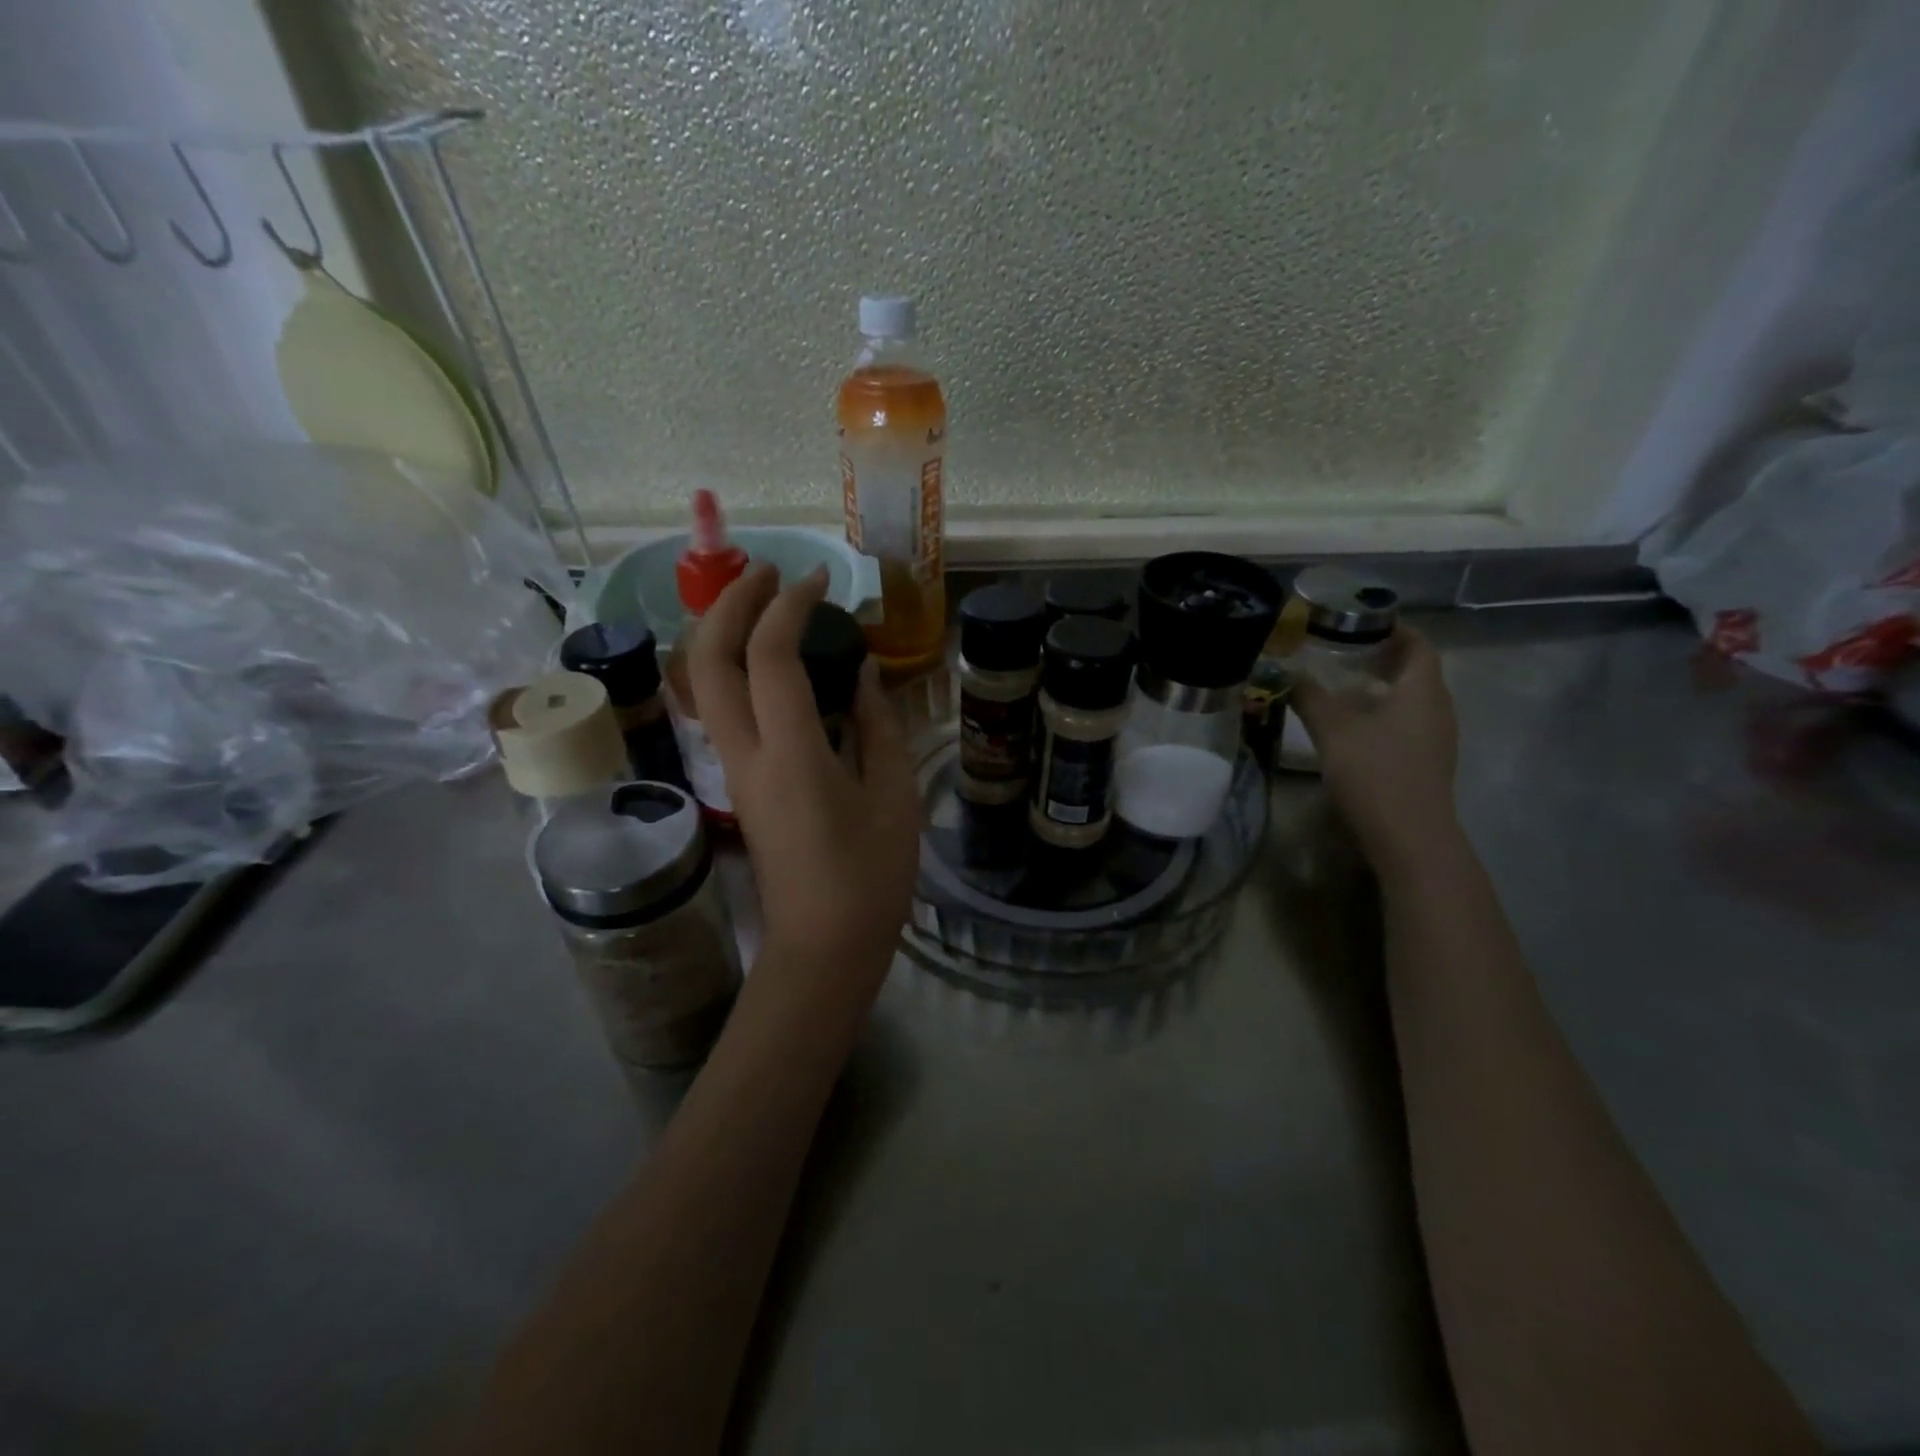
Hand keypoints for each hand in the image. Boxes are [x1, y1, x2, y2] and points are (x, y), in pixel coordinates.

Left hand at [689, 564, 920, 989]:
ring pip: (703, 684)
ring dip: (724, 632)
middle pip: (707, 661)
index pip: (770, 658)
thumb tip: (861, 673)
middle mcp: (746, 755)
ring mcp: (734, 770)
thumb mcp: (892, 796)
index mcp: (791, 755)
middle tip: (768, 572)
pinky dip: (734, 668)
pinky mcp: (738, 784)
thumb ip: (877, 725)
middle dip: (730, 604)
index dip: (789, 606)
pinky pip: (722, 709)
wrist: (822, 947)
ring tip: (763, 603)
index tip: (819, 579)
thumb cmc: (870, 877)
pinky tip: (770, 661)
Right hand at [1290, 626, 1460, 876]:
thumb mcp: (1333, 729)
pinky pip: (1406, 724)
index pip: (1418, 644)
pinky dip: (1382, 713)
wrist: (1409, 837)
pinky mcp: (1425, 763)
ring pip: (1409, 700)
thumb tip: (1284, 669)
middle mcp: (1437, 709)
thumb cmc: (1375, 773)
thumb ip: (1308, 695)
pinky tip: (1351, 727)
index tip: (1359, 621)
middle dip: (1381, 657)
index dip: (1393, 628)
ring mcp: (1435, 739)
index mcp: (1422, 690)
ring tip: (1340, 686)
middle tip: (1342, 651)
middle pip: (1415, 671)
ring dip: (1379, 688)